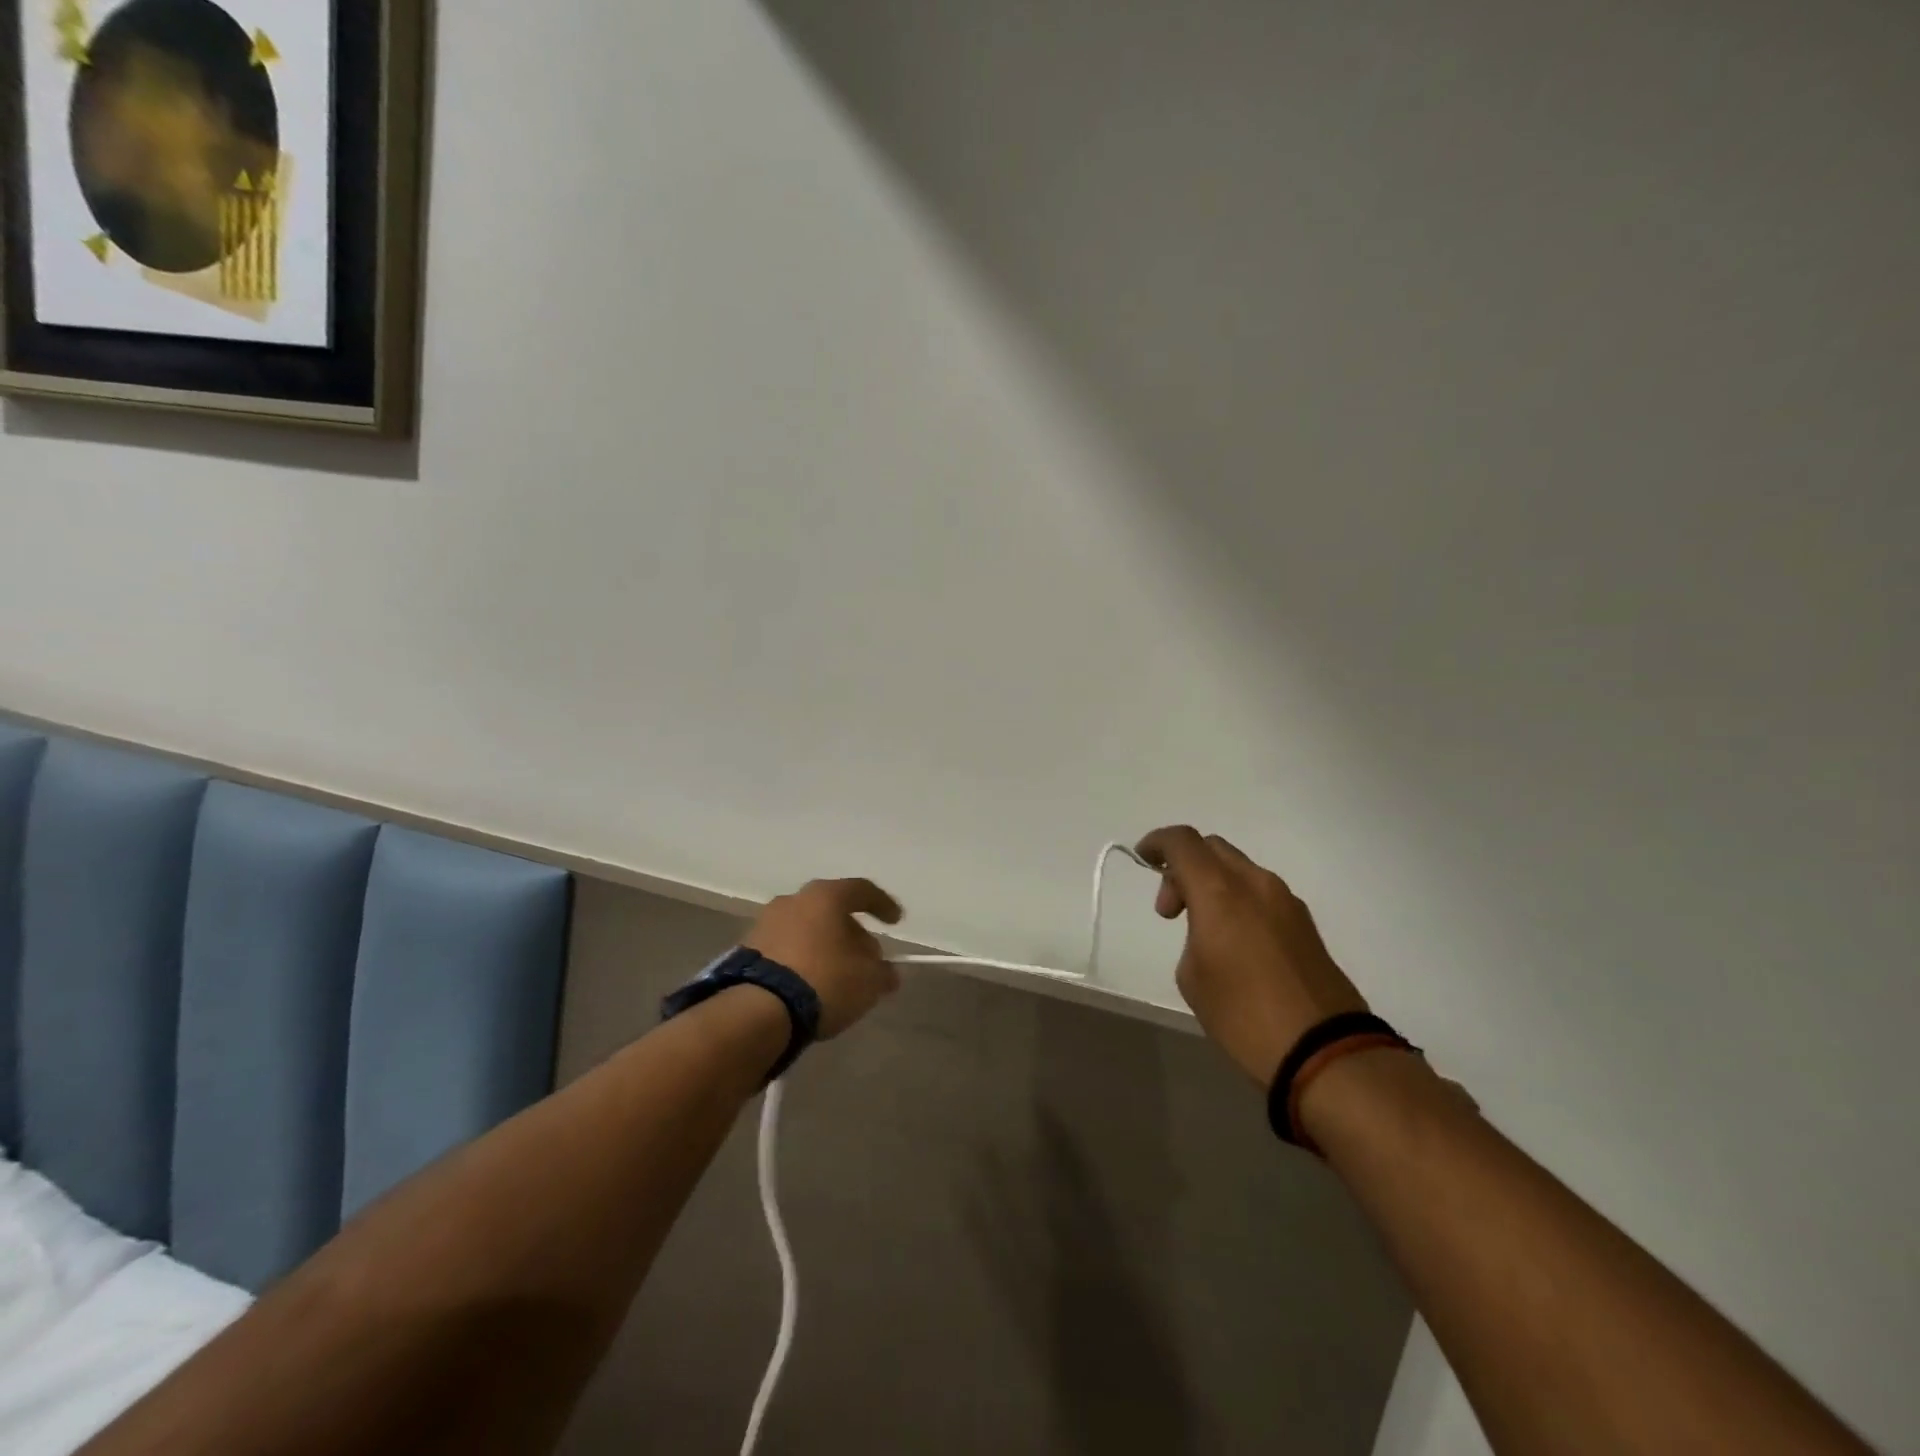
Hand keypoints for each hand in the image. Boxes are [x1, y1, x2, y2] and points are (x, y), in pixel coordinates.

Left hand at [744, 878, 904, 1038]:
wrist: (758, 1009)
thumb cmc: (824, 980)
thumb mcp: (868, 980)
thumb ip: (883, 972)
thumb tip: (886, 972)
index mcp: (826, 896)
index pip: (862, 890)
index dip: (882, 904)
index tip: (895, 922)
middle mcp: (794, 900)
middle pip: (831, 909)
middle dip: (852, 931)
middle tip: (866, 956)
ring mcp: (766, 922)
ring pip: (807, 927)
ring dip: (825, 944)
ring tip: (838, 972)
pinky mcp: (747, 948)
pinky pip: (786, 947)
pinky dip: (802, 958)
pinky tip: (811, 982)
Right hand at [1135, 826, 1368, 1085]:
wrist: (1324, 1051)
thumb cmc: (1243, 1015)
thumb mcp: (1193, 976)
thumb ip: (1192, 935)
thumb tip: (1209, 929)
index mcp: (1219, 891)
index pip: (1182, 841)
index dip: (1157, 843)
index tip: (1143, 860)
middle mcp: (1255, 883)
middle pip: (1212, 848)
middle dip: (1184, 867)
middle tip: (1171, 910)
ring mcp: (1286, 901)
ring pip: (1239, 869)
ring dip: (1213, 885)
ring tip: (1203, 931)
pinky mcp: (1305, 923)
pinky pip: (1260, 893)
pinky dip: (1238, 901)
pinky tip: (1235, 943)